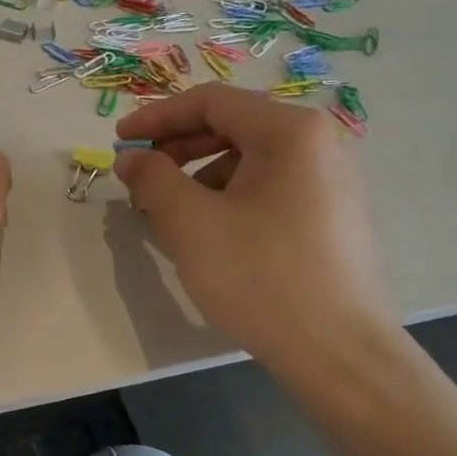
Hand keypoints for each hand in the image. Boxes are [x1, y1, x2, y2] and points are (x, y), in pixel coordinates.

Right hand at [112, 83, 395, 370]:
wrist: (336, 352)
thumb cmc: (259, 276)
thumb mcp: (190, 222)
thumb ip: (152, 178)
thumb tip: (131, 158)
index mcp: (291, 132)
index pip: (211, 102)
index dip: (157, 117)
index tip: (119, 142)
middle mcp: (319, 144)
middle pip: (232, 127)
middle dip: (177, 148)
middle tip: (138, 176)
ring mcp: (329, 181)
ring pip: (247, 161)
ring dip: (198, 177)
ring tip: (167, 213)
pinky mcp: (330, 215)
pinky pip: (267, 188)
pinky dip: (226, 198)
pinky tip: (206, 233)